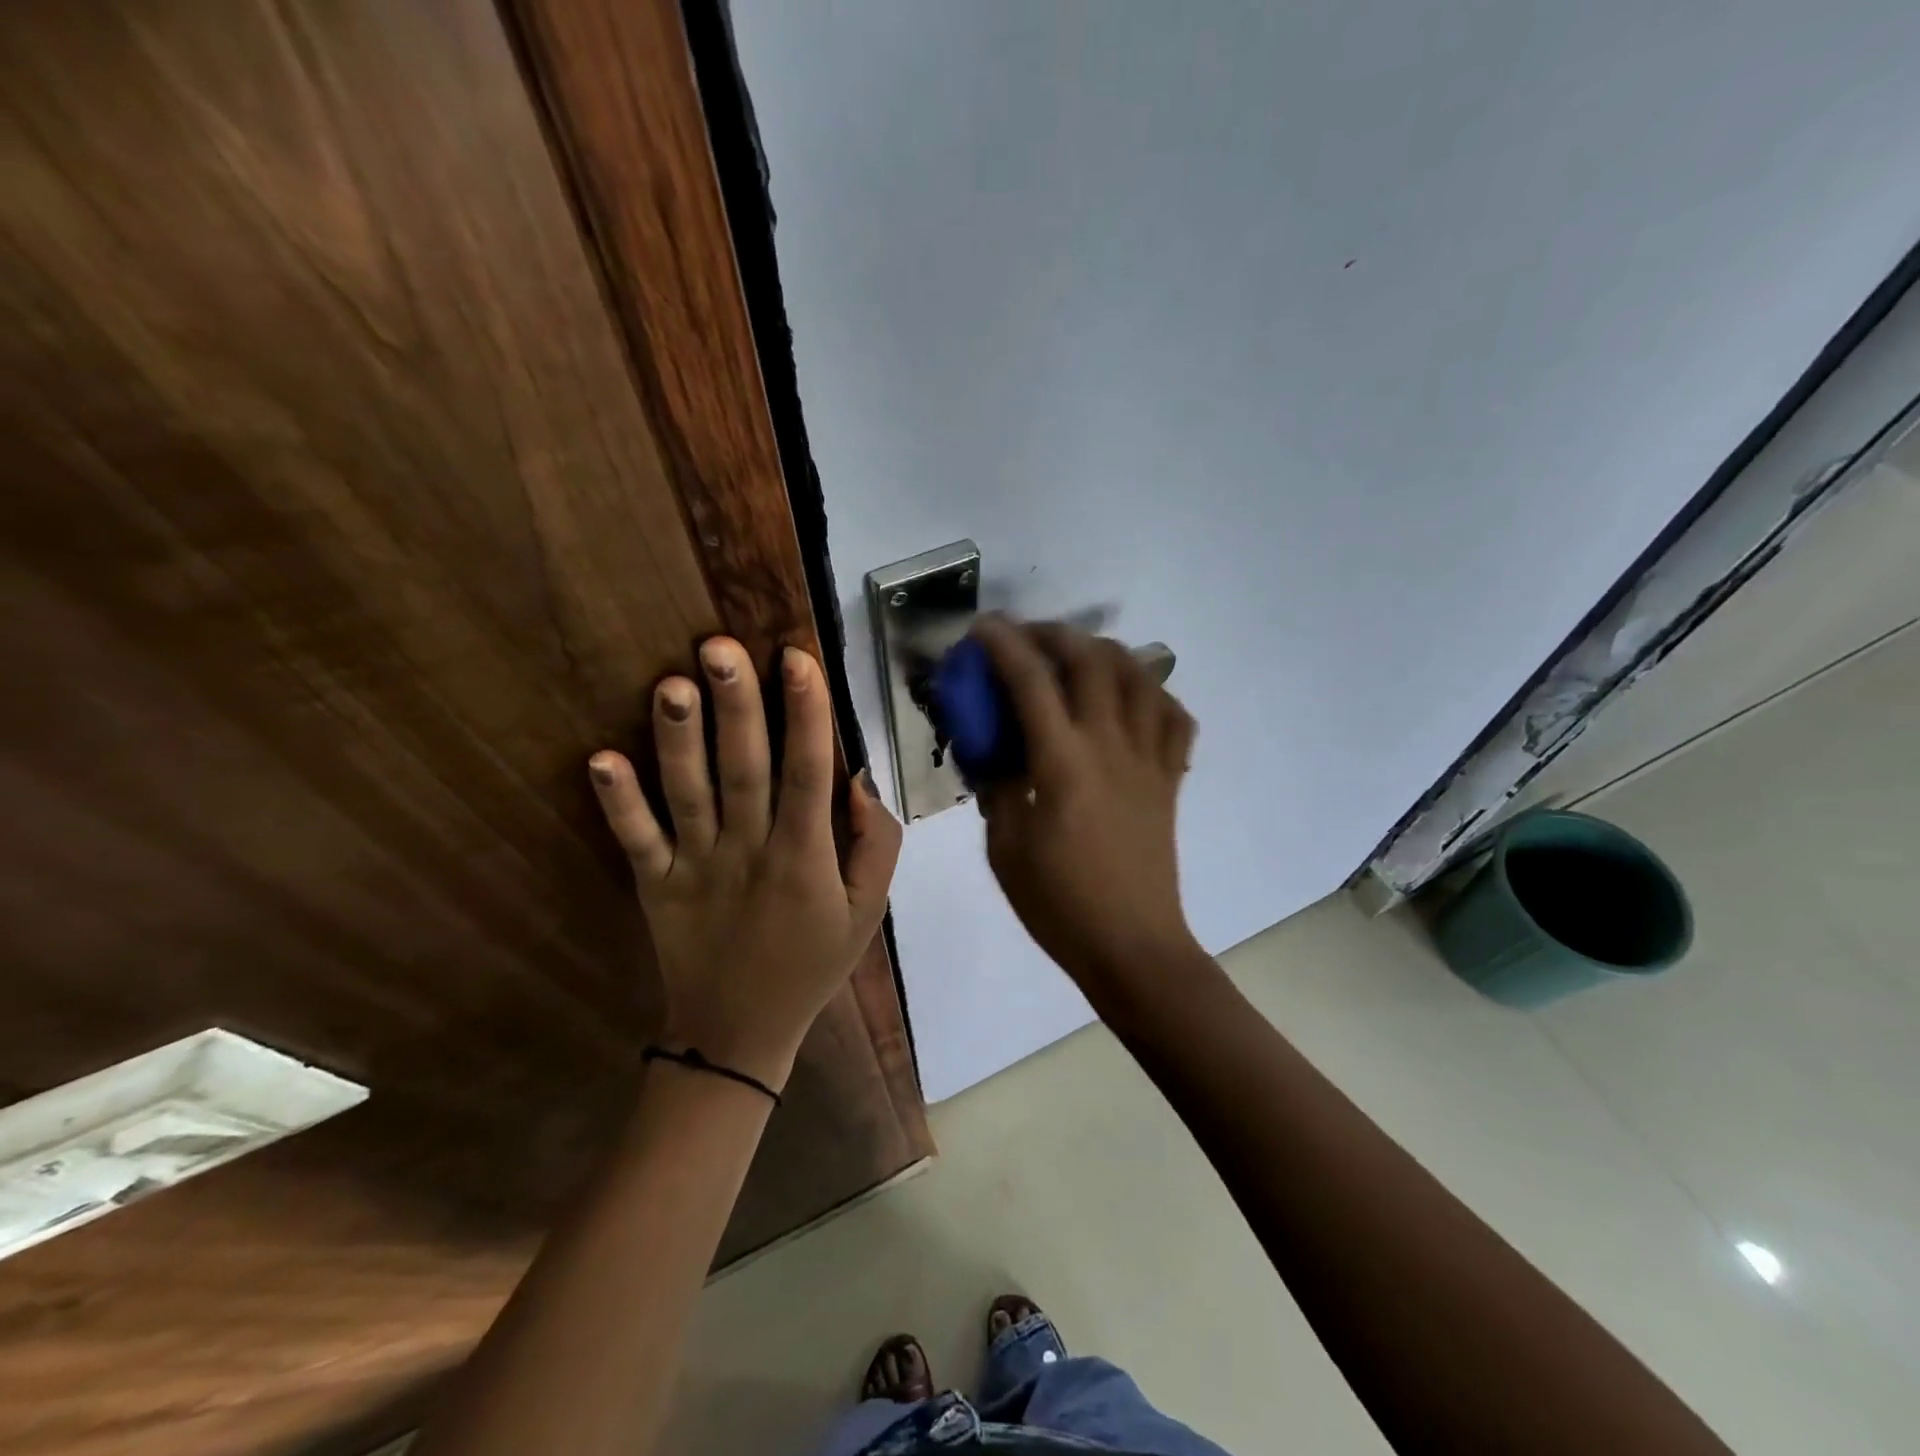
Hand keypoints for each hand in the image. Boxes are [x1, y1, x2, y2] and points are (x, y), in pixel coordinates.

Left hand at [587, 638, 902, 1091]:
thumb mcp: (868, 910)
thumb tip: (859, 780)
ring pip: (688, 795)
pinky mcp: (656, 884)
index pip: (808, 773)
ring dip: (678, 740)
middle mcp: (749, 851)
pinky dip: (618, 803)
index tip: (797, 659)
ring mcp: (697, 867)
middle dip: (736, 706)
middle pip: (745, 769)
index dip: (806, 714)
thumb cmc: (812, 962)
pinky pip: (636, 841)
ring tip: (671, 684)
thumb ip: (878, 844)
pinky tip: (600, 760)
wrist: (739, 1033)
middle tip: (720, 646)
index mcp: (805, 856)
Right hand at [972, 617, 1199, 990]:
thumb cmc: (1058, 903)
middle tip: (1026, 639)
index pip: (1031, 681)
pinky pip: (1174, 717)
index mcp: (1063, 763)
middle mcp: (1110, 745)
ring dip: (1105, 653)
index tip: (982, 629)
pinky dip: (1153, 694)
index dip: (1003, 644)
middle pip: (1091, 660)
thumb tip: (990, 749)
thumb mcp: (1004, 847)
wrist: (1132, 946)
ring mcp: (1149, 759)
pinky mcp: (1170, 778)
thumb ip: (997, 786)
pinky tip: (1131, 701)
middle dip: (1054, 635)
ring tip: (1078, 659)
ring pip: (1139, 676)